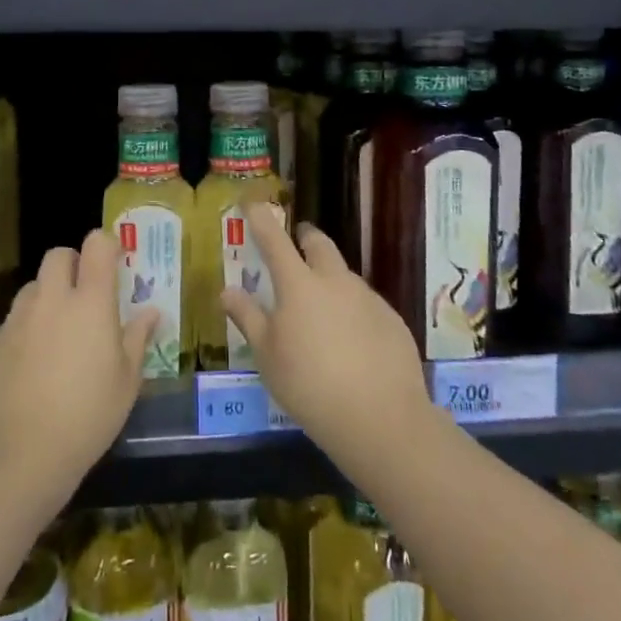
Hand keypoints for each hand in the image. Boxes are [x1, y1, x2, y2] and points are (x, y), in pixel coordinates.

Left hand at [0, 229, 157, 504]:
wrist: (18, 455)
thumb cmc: (87, 417)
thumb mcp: (126, 382)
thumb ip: (137, 338)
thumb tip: (151, 311)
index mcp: (90, 303)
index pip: (95, 245)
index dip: (105, 246)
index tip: (114, 263)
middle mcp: (51, 300)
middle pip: (58, 256)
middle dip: (72, 265)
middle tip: (84, 296)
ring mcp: (16, 319)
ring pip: (33, 288)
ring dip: (47, 297)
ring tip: (57, 334)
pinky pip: (13, 322)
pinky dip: (26, 330)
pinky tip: (31, 367)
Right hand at [220, 203, 433, 471]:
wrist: (381, 418)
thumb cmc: (309, 386)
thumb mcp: (267, 355)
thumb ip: (248, 318)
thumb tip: (227, 290)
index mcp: (298, 286)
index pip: (274, 241)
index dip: (261, 219)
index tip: (253, 202)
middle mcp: (335, 281)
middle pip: (319, 244)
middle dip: (305, 237)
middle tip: (296, 242)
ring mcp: (368, 298)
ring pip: (344, 275)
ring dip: (330, 278)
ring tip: (322, 309)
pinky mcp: (392, 319)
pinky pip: (366, 303)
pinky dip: (353, 310)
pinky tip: (352, 342)